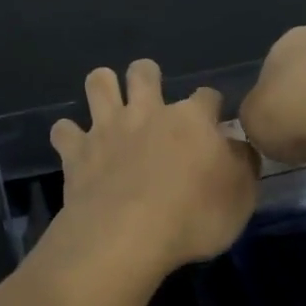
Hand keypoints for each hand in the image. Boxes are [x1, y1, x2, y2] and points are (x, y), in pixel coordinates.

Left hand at [47, 60, 256, 276]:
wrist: (128, 234)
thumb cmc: (193, 217)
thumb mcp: (240, 196)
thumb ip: (241, 165)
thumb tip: (238, 146)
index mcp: (190, 119)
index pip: (207, 96)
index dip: (211, 105)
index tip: (213, 120)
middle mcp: (147, 112)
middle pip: (144, 72)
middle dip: (146, 76)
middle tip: (150, 98)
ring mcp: (107, 127)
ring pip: (99, 82)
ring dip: (103, 88)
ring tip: (108, 104)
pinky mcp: (77, 150)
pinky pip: (63, 130)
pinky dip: (68, 136)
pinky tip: (75, 146)